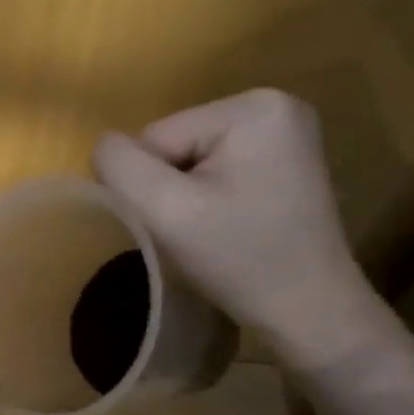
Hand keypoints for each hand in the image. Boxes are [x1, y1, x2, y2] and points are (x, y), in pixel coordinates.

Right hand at [93, 89, 388, 368]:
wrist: (309, 310)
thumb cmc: (239, 259)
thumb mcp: (165, 211)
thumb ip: (120, 166)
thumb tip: (104, 147)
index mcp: (251, 107)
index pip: (156, 137)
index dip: (151, 185)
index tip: (181, 224)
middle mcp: (274, 104)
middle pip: (175, 143)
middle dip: (172, 187)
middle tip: (197, 231)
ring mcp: (286, 131)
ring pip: (191, 158)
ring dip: (188, 195)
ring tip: (213, 230)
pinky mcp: (286, 159)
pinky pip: (218, 168)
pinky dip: (211, 197)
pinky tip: (231, 223)